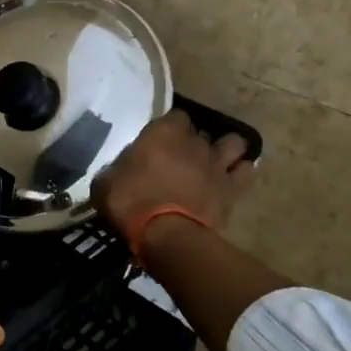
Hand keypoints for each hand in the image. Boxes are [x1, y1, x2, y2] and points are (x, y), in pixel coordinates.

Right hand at [94, 110, 255, 235]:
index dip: (168, 127)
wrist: (166, 235)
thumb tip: (117, 173)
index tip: (158, 141)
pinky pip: (246, 171)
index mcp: (162, 133)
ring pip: (233, 143)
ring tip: (213, 161)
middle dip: (192, 141)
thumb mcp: (105, 184)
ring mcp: (217, 164)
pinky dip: (241, 172)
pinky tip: (231, 178)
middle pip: (200, 132)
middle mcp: (194, 142)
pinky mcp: (232, 189)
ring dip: (224, 149)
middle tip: (179, 157)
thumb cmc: (129, 203)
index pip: (174, 116)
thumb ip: (116, 170)